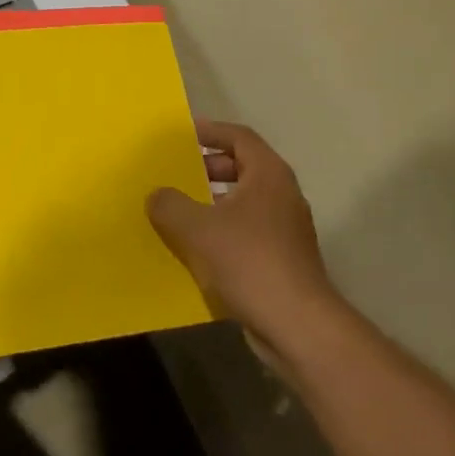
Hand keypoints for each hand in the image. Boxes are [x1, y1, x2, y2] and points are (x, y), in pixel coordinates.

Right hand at [148, 120, 344, 370]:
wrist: (297, 323)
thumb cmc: (249, 261)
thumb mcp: (198, 229)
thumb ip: (171, 205)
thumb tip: (157, 194)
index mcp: (268, 175)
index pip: (239, 137)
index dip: (210, 131)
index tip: (182, 134)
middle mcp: (282, 195)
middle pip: (243, 167)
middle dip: (208, 167)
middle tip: (176, 172)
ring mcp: (285, 228)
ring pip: (244, 202)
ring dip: (212, 201)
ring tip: (179, 210)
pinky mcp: (282, 258)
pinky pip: (246, 231)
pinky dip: (222, 230)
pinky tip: (196, 248)